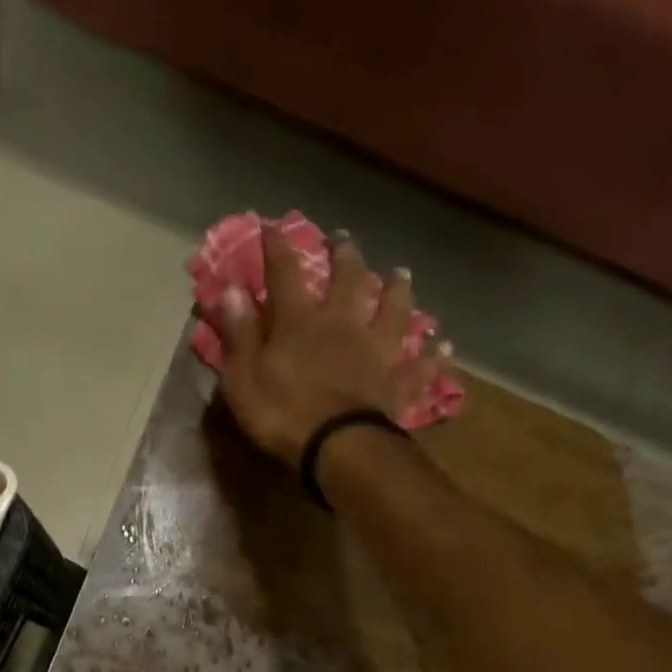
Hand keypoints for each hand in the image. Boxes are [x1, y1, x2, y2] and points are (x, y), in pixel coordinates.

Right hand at [211, 226, 449, 467]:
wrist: (339, 447)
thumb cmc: (283, 414)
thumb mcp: (244, 378)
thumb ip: (238, 334)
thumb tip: (228, 289)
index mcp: (300, 322)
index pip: (285, 274)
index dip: (277, 248)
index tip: (272, 225)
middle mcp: (343, 324)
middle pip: (348, 279)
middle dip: (344, 255)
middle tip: (344, 238)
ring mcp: (377, 350)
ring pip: (394, 310)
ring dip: (397, 290)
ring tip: (400, 275)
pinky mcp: (397, 382)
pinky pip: (420, 365)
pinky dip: (432, 355)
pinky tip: (443, 346)